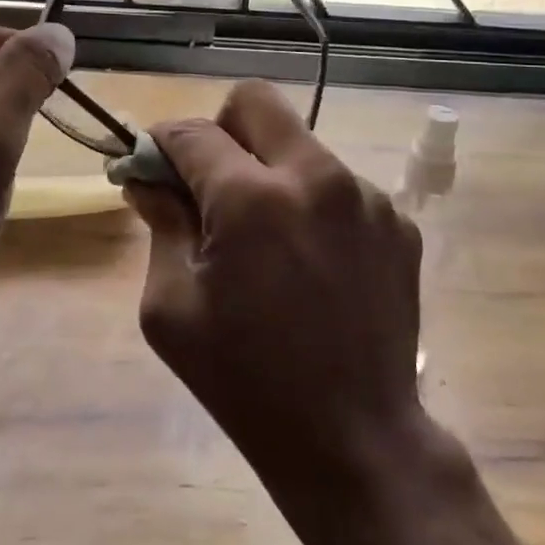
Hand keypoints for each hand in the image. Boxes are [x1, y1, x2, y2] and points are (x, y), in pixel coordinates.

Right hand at [124, 80, 424, 483]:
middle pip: (256, 101)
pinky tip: (312, 263)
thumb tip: (147, 178)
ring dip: (271, 170)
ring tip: (268, 238)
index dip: (161, 142)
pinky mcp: (397, 220)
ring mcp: (365, 195)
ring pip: (300, 144)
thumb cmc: (245, 381)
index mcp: (251, 198)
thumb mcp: (171, 308)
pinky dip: (312, 204)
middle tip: (212, 181)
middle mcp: (315, 176)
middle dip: (222, 128)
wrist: (354, 442)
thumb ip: (160, 225)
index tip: (153, 163)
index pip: (193, 132)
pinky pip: (338, 185)